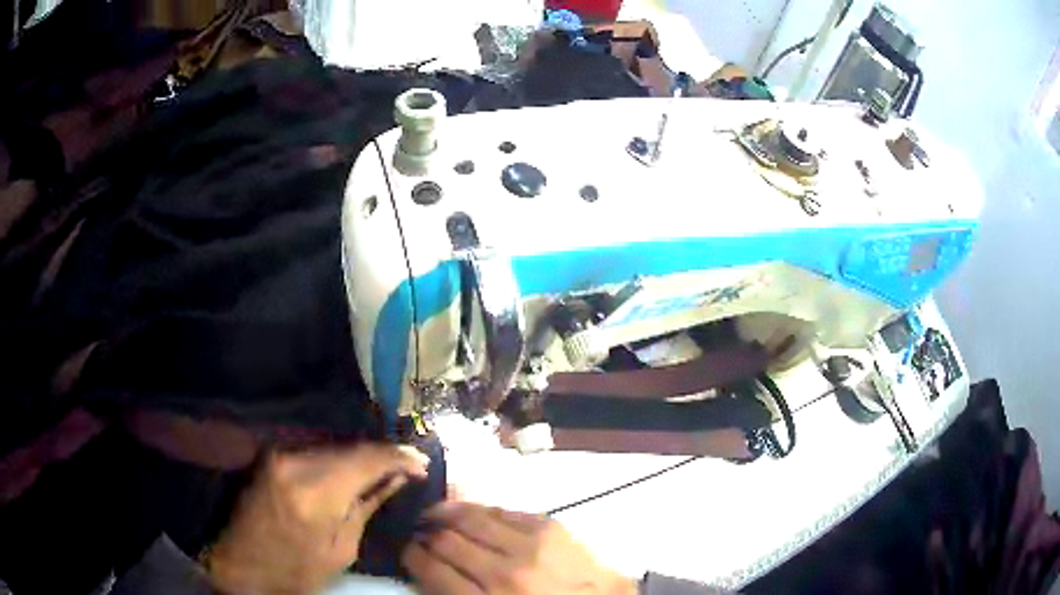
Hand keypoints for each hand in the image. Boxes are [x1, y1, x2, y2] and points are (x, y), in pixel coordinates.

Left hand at [206, 443, 428, 593]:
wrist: (240, 564)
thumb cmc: (295, 570)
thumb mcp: (341, 549)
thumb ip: (367, 506)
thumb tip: (397, 478)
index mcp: (315, 494)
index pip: (366, 459)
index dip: (399, 457)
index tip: (423, 464)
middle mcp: (295, 462)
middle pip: (351, 446)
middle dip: (383, 455)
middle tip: (410, 466)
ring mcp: (279, 453)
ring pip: (334, 444)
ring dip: (362, 454)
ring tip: (387, 467)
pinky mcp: (272, 453)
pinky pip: (317, 448)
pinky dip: (341, 456)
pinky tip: (355, 467)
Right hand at [403, 502, 637, 594]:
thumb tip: (431, 569)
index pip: (431, 571)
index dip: (412, 557)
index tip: (407, 550)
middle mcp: (502, 572)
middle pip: (445, 542)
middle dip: (424, 535)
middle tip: (417, 532)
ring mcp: (528, 545)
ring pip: (469, 518)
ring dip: (444, 514)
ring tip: (433, 515)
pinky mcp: (548, 525)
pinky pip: (501, 510)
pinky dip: (478, 509)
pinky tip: (469, 512)